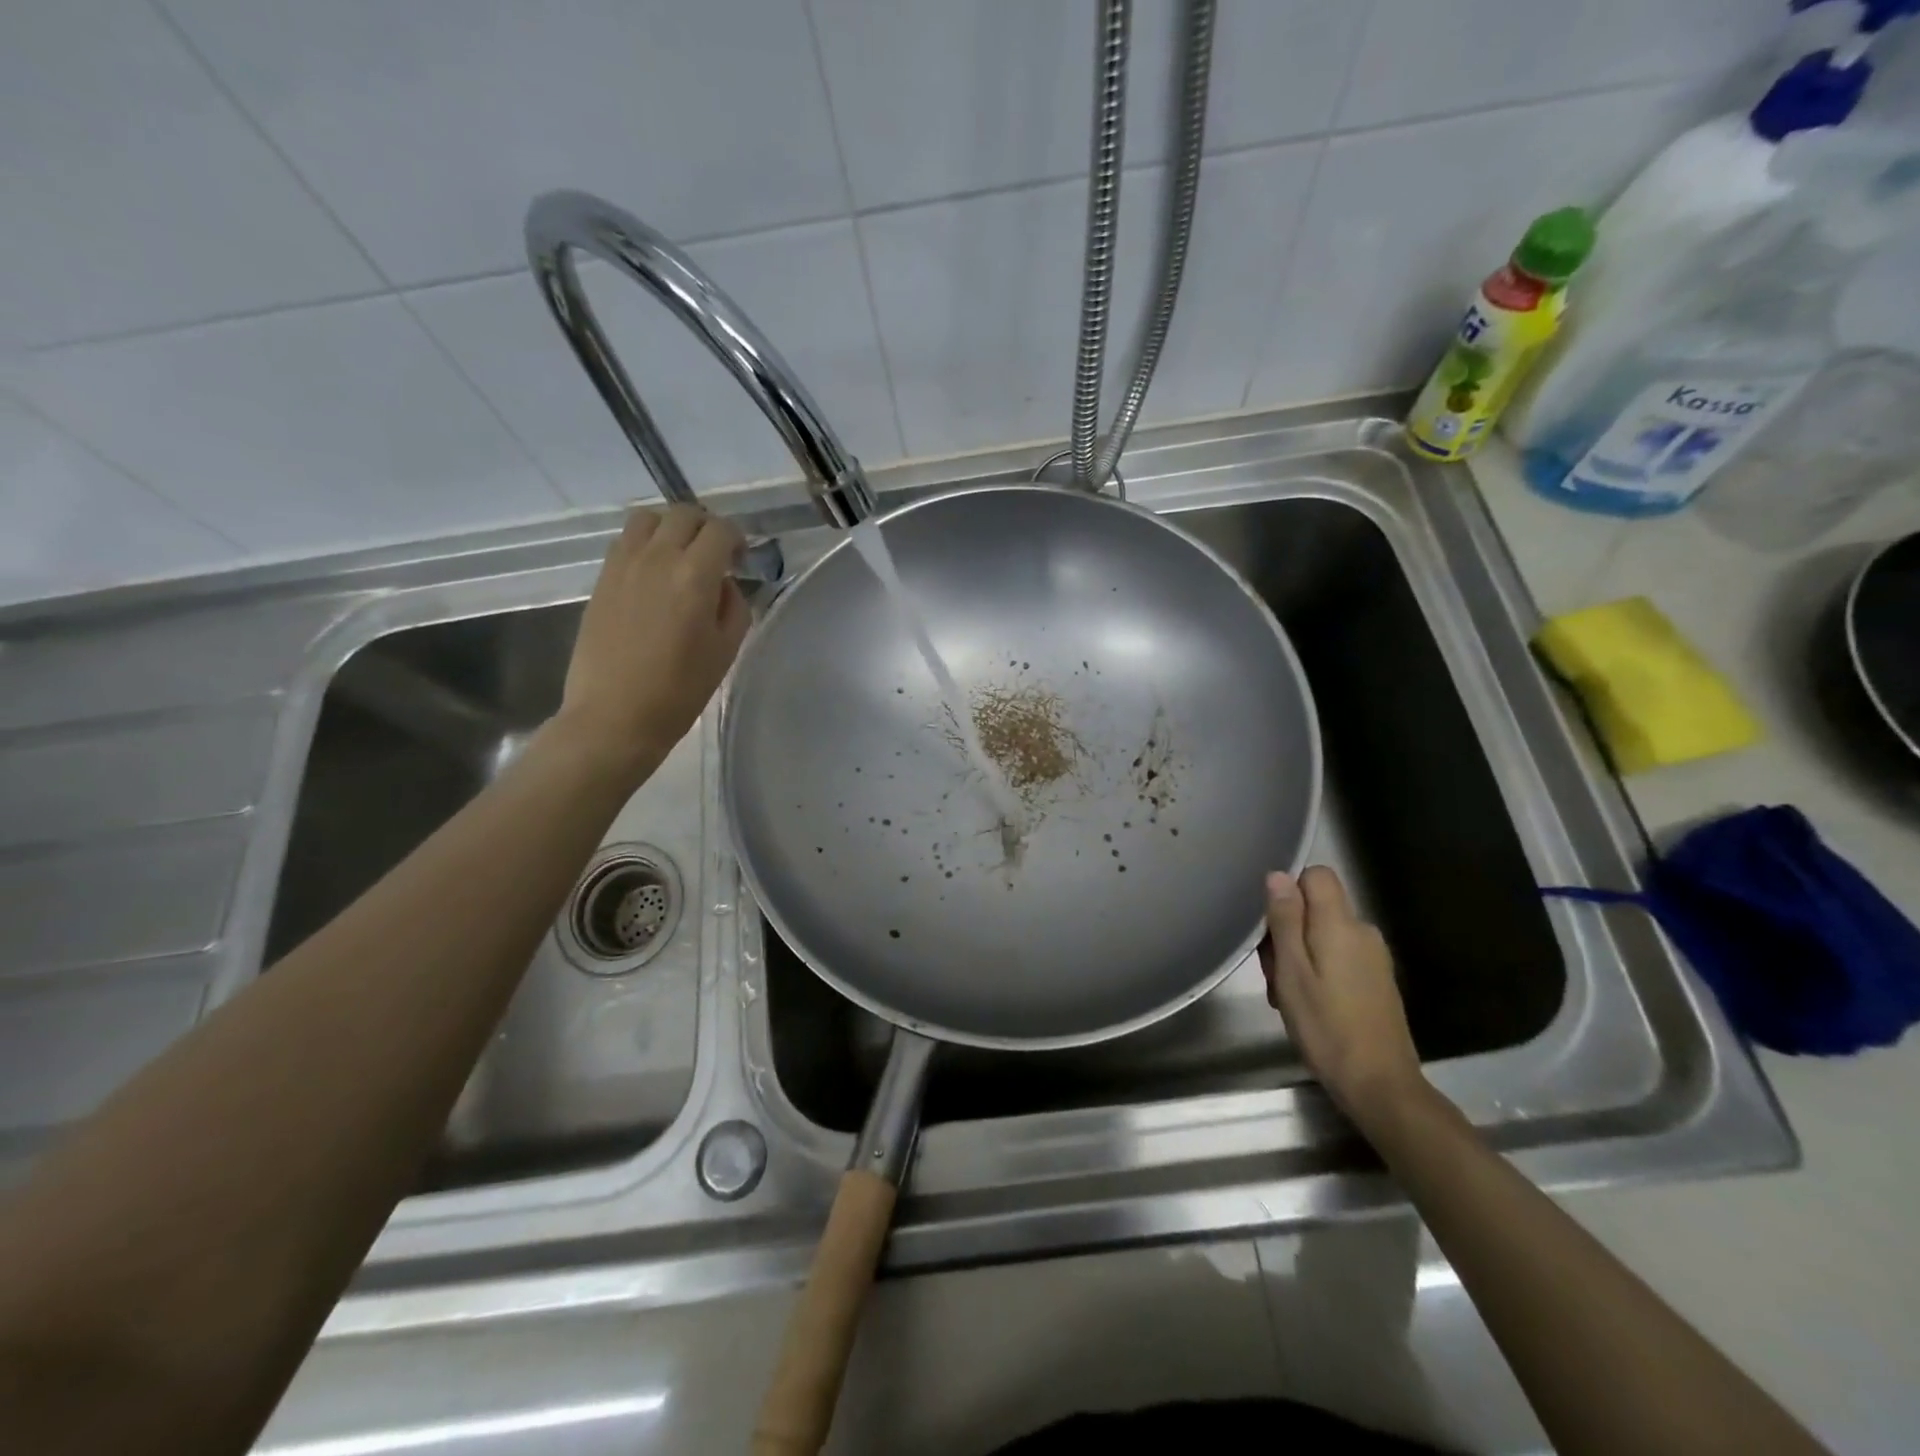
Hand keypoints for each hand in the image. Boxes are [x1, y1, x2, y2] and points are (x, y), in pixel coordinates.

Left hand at [558, 504, 750, 779]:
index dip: (737, 538)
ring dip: (670, 528)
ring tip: (680, 556)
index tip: (741, 559)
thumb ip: (734, 607)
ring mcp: (623, 565)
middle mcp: (657, 558)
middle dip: (706, 527)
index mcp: (695, 576)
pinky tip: (653, 574)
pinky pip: (625, 541)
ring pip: (648, 518)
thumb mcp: (726, 651)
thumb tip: (723, 585)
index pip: (721, 530)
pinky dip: (645, 544)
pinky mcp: (602, 580)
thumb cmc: (680, 691)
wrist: (615, 716)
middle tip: (715, 555)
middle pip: (684, 514)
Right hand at [1260, 867, 1426, 1130]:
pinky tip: (1308, 1004)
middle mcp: (1363, 932)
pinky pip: (1339, 956)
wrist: (1380, 1085)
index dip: (1290, 889)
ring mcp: (1374, 957)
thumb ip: (1285, 920)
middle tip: (1273, 972)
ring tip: (1286, 995)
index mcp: (1341, 924)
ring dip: (1299, 955)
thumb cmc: (1326, 1026)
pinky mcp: (1377, 980)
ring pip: (1324, 934)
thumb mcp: (1292, 971)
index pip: (1317, 875)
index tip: (1271, 923)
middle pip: (1317, 907)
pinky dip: (1317, 971)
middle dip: (1288, 929)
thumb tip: (1279, 875)